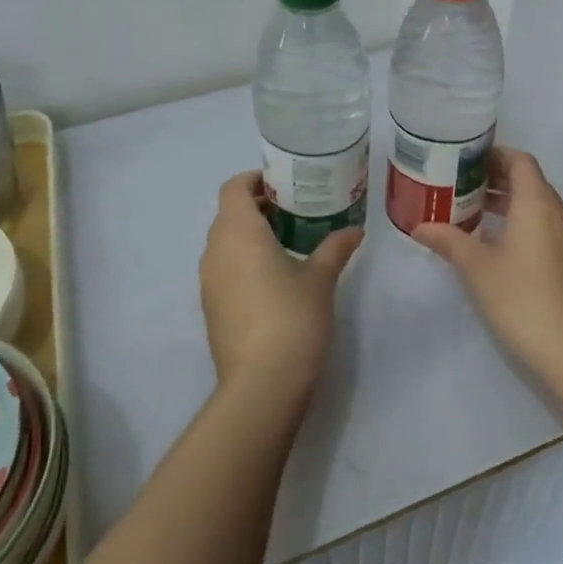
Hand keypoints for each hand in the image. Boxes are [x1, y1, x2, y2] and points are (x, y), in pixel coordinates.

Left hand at [199, 173, 362, 408]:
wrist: (261, 383)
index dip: (254, 180)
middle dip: (257, 207)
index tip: (283, 185)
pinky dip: (242, 261)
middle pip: (228, 214)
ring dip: (249, 235)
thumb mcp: (321, 278)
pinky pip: (223, 268)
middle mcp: (215, 250)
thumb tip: (355, 230)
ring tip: (287, 243)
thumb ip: (336, 248)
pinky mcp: (210, 307)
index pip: (233, 188)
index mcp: (238, 233)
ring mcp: (208, 281)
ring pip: (224, 243)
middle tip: (294, 212)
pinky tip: (273, 278)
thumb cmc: (292, 317)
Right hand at [412, 149, 562, 377]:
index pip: (519, 161)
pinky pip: (543, 226)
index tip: (464, 160)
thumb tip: (419, 227)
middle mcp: (557, 212)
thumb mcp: (475, 267)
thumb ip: (447, 240)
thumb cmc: (519, 297)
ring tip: (471, 211)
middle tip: (459, 184)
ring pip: (536, 205)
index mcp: (537, 203)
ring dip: (506, 202)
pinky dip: (520, 222)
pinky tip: (494, 243)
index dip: (493, 155)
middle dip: (495, 178)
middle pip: (528, 181)